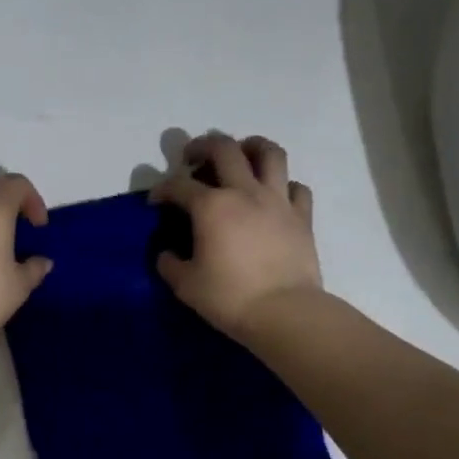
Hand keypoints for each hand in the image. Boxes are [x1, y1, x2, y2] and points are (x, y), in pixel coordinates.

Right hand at [150, 133, 320, 336]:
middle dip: (202, 146)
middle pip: (224, 148)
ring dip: (251, 146)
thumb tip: (167, 255)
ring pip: (269, 153)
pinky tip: (276, 195)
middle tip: (193, 157)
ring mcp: (278, 201)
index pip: (179, 184)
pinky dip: (284, 185)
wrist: (284, 312)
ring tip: (242, 154)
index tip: (156, 201)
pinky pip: (296, 187)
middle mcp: (245, 192)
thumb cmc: (229, 298)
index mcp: (211, 206)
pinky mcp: (303, 216)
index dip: (162, 189)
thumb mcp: (186, 285)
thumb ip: (171, 265)